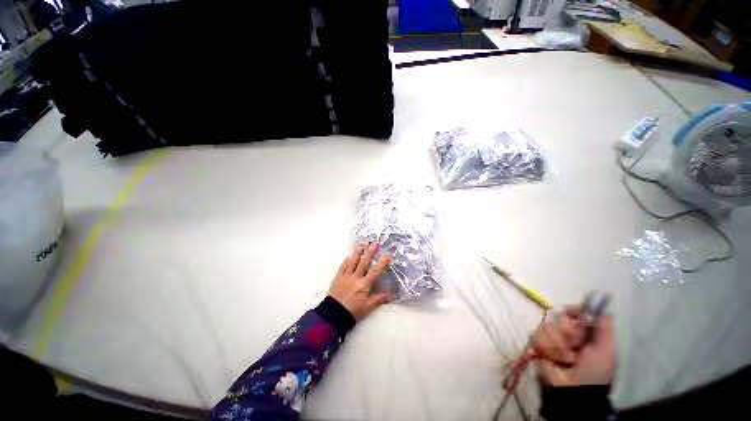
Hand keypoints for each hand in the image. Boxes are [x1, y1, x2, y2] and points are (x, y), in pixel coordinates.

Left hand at [328, 242, 391, 320]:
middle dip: (370, 251)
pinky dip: (346, 260)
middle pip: (364, 262)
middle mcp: (356, 277)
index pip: (376, 271)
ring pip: (353, 261)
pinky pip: (343, 266)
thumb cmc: (353, 311)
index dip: (382, 262)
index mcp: (364, 284)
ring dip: (358, 252)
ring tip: (362, 244)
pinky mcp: (338, 277)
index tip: (388, 253)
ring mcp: (346, 276)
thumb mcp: (367, 307)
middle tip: (375, 242)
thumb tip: (390, 294)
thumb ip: (378, 299)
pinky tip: (349, 256)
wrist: (334, 314)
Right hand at [532, 307, 616, 386]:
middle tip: (575, 348)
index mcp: (582, 330)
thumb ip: (605, 328)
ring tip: (565, 360)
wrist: (575, 390)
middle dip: (567, 334)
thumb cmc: (595, 371)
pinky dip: (546, 349)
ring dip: (557, 346)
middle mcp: (565, 330)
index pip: (573, 309)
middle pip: (558, 316)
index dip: (573, 311)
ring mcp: (549, 336)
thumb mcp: (605, 351)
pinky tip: (552, 359)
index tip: (574, 316)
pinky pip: (536, 336)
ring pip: (546, 327)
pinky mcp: (537, 343)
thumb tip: (602, 307)